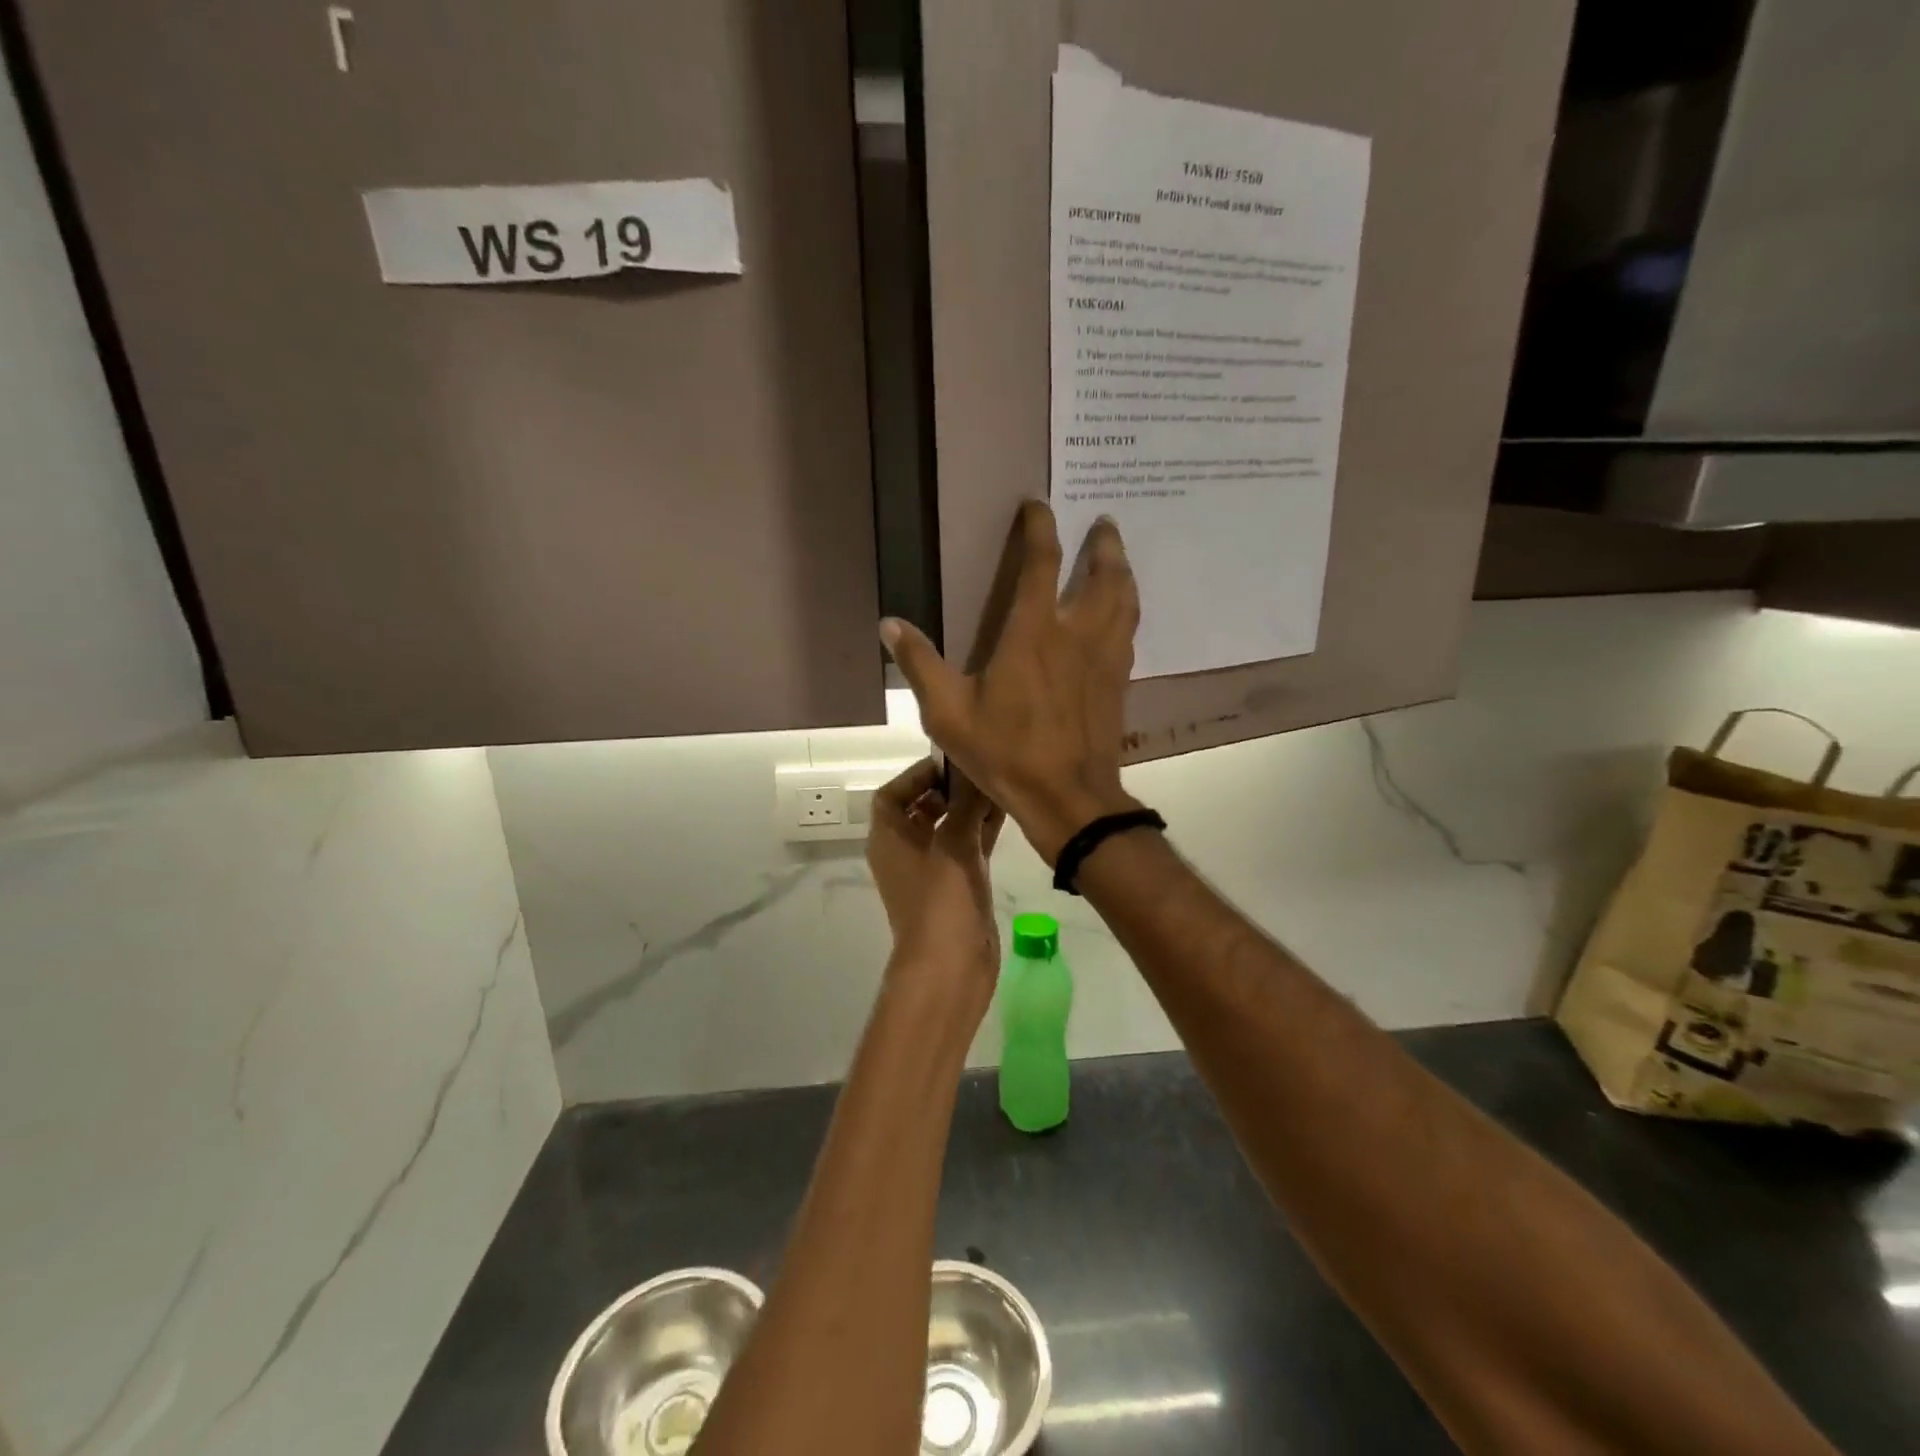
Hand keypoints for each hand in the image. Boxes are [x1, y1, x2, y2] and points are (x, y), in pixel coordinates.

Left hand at [866, 760, 1004, 1012]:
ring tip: (1000, 784)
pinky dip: (982, 829)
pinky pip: (967, 845)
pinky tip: (1008, 811)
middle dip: (949, 788)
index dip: (917, 774)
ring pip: (949, 826)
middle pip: (922, 807)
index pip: (892, 794)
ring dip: (970, 807)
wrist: (950, 967)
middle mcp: (906, 850)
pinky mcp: (957, 883)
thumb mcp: (952, 845)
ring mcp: (933, 868)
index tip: (951, 761)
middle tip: (981, 770)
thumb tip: (974, 769)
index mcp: (889, 838)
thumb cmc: (941, 901)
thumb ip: (965, 804)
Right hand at [880, 502, 1140, 864]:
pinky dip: (1128, 610)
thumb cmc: (1006, 754)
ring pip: (1125, 601)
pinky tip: (1123, 615)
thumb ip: (921, 665)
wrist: (1069, 799)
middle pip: (1103, 574)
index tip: (1039, 505)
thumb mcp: (948, 713)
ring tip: (1119, 558)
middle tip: (1103, 523)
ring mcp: (1105, 658)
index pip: (1041, 564)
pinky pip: (1130, 632)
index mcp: (1033, 634)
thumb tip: (890, 624)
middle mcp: (1076, 635)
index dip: (1040, 528)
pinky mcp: (1119, 683)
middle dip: (1103, 544)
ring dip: (1123, 572)